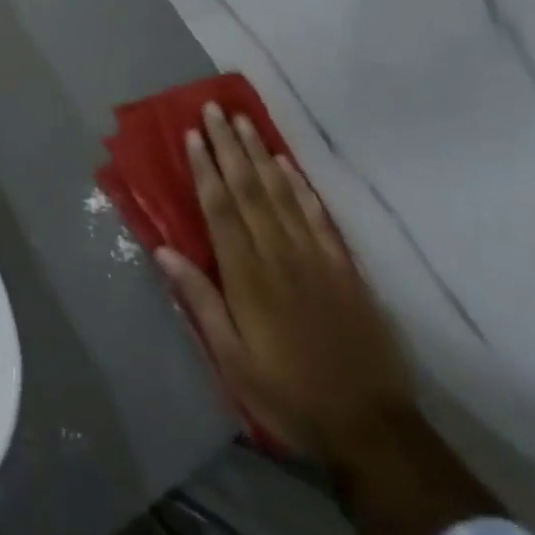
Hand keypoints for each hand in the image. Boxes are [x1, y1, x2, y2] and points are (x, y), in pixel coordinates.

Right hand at [156, 103, 414, 461]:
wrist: (370, 426)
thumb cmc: (288, 393)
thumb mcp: (232, 359)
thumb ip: (199, 300)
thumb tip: (163, 250)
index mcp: (247, 276)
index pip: (220, 208)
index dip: (205, 168)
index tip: (192, 134)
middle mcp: (279, 254)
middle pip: (249, 188)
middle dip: (228, 146)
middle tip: (214, 109)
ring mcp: (315, 257)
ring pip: (281, 192)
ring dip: (259, 153)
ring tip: (243, 121)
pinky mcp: (343, 267)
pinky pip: (317, 215)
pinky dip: (300, 185)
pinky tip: (286, 164)